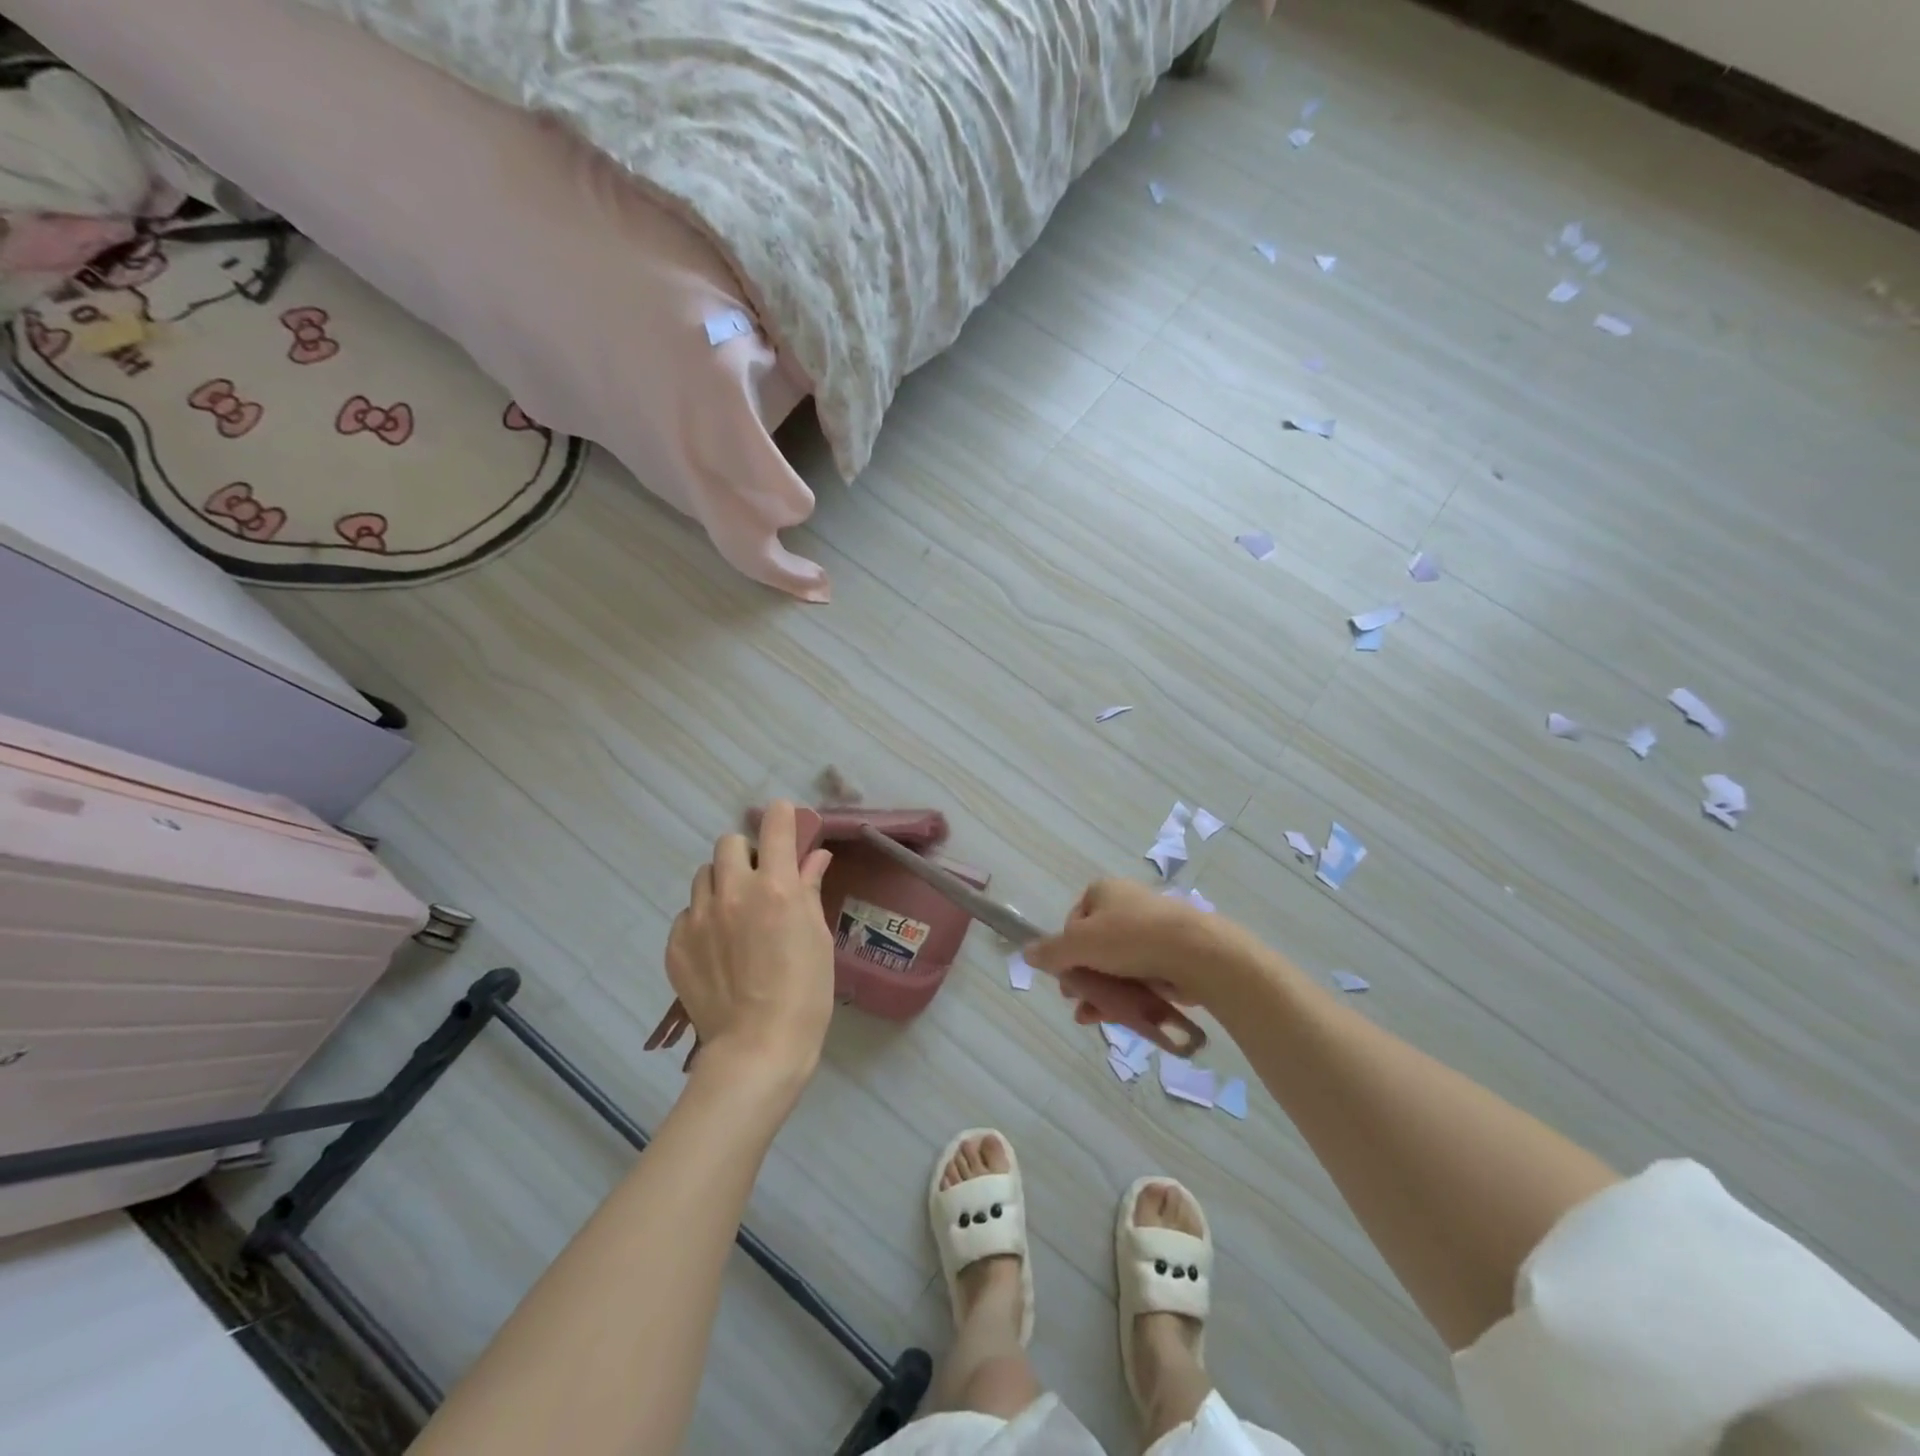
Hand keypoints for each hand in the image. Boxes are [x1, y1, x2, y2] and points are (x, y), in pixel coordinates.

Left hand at [664, 801, 835, 1081]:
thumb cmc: (805, 993)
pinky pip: (687, 913)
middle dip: (746, 853)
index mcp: (776, 887)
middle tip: (759, 880)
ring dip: (721, 883)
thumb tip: (815, 856)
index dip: (783, 817)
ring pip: (704, 876)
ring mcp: (699, 918)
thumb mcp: (818, 937)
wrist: (757, 1048)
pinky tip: (717, 948)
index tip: (786, 822)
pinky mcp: (676, 944)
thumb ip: (811, 889)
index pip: (775, 825)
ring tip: (734, 914)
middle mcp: (734, 892)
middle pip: (729, 843)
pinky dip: (703, 919)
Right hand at [1024, 878, 1262, 1012]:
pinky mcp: (1169, 957)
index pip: (1073, 920)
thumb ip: (1051, 951)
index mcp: (1104, 892)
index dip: (1065, 948)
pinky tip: (1112, 1019)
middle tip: (1074, 998)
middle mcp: (1127, 906)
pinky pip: (1137, 977)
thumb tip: (1026, 952)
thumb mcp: (1080, 943)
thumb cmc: (1130, 938)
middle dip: (1081, 974)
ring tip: (1088, 1017)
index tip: (1064, 972)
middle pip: (1093, 944)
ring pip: (1115, 965)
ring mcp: (1151, 931)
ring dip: (1098, 991)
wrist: (1196, 954)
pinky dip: (1123, 996)